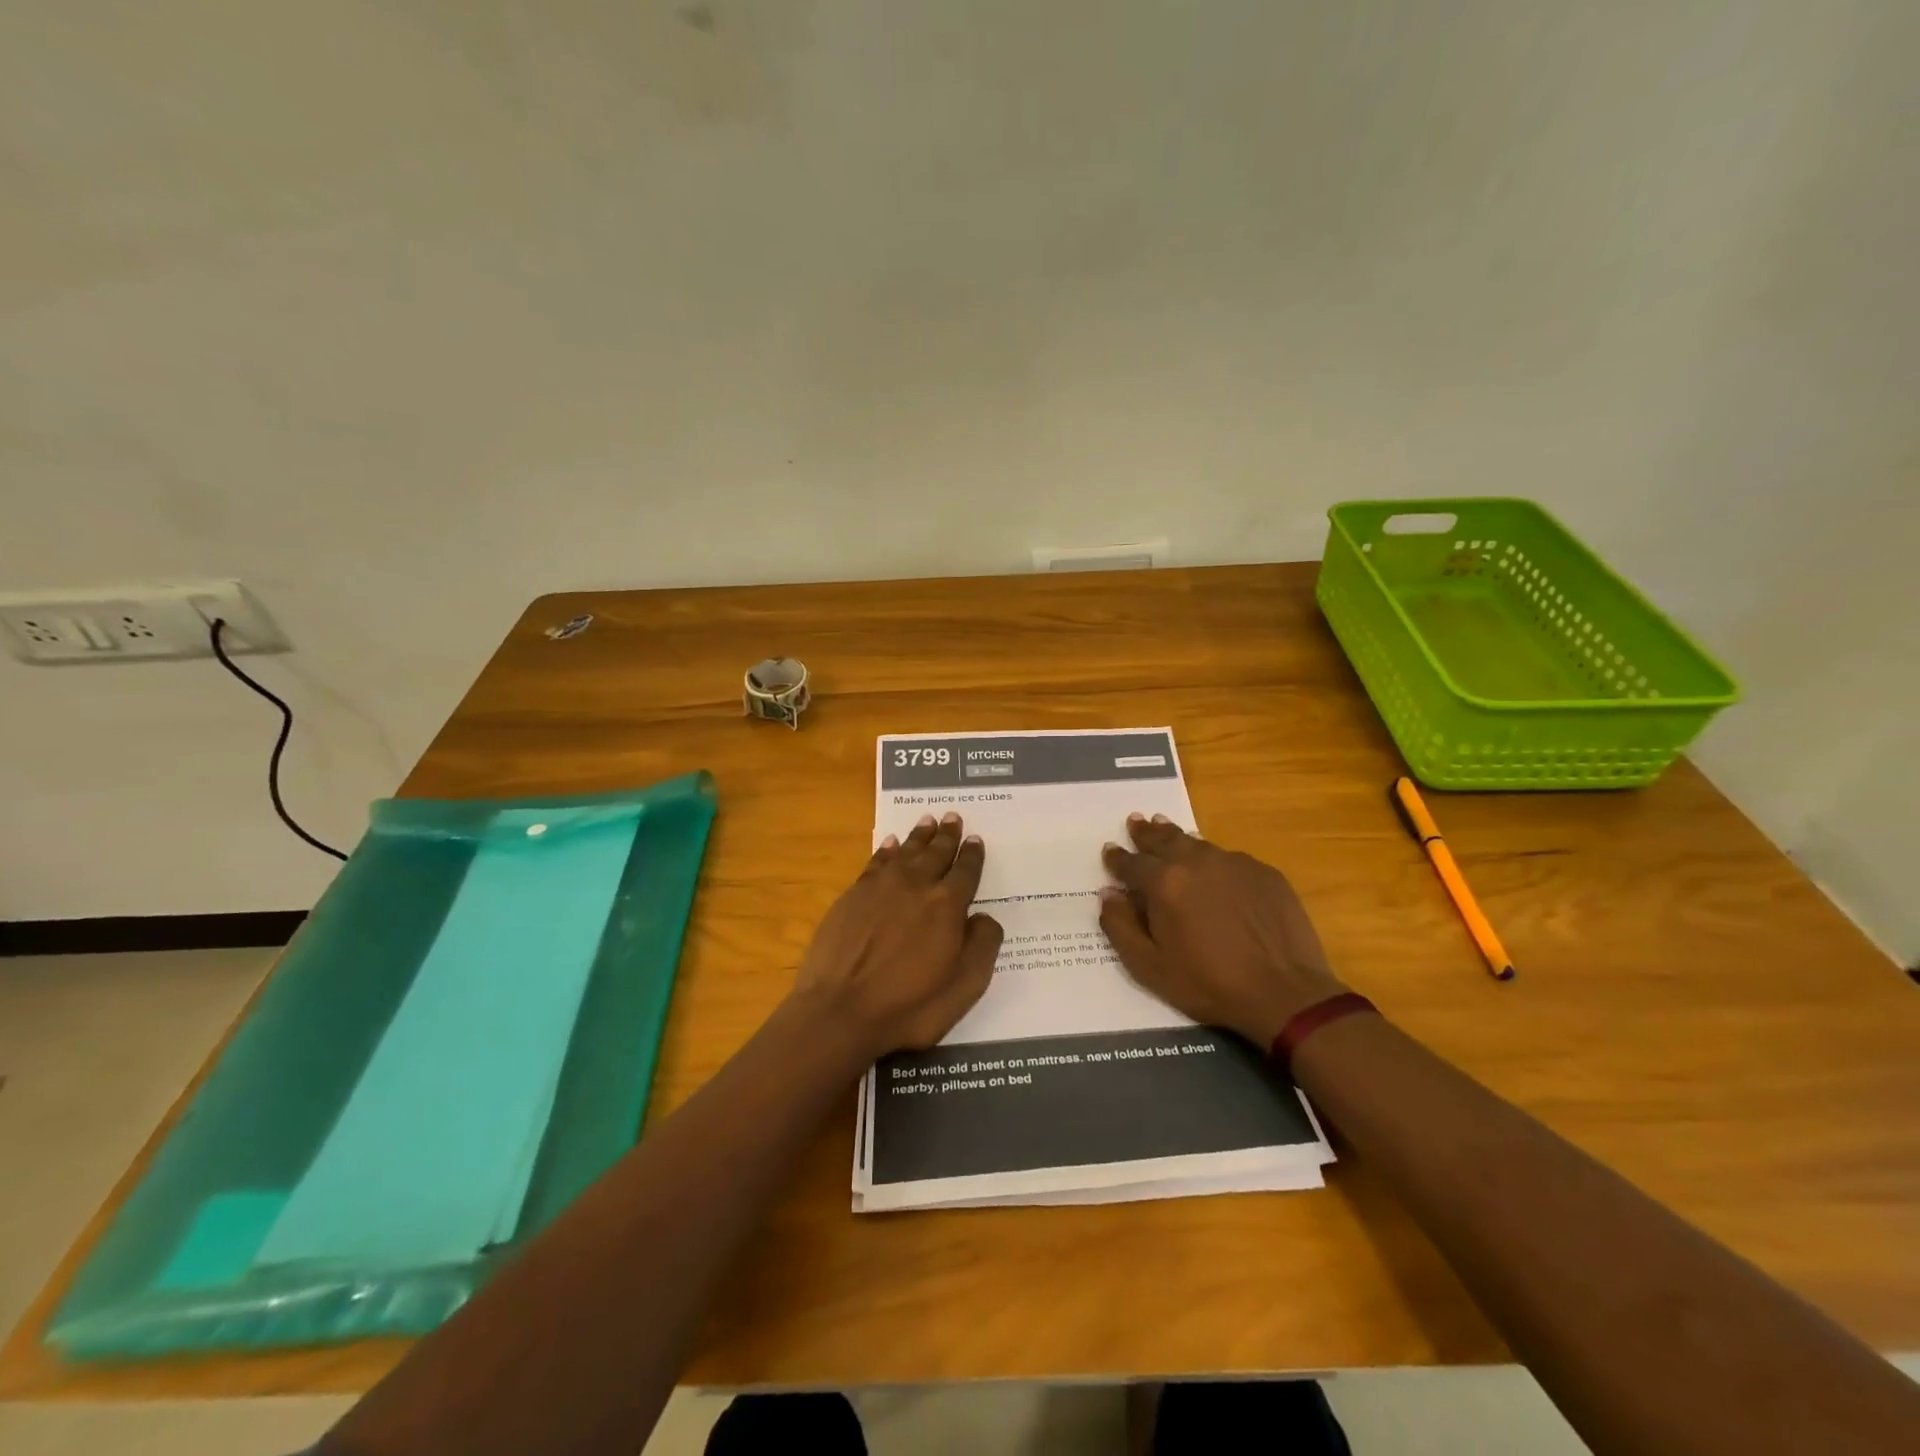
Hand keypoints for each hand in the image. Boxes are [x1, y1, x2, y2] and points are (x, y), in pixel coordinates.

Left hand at [792, 812, 1003, 1059]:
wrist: (840, 1010)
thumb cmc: (909, 1006)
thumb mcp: (964, 987)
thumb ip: (983, 946)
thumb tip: (984, 917)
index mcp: (948, 905)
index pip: (965, 872)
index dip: (972, 855)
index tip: (975, 839)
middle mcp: (916, 885)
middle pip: (936, 853)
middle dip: (947, 836)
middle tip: (953, 817)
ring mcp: (881, 887)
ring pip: (906, 851)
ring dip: (919, 836)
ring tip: (928, 821)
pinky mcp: (853, 895)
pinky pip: (875, 862)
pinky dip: (886, 850)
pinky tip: (890, 844)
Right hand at [1099, 814, 1346, 1046]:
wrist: (1284, 993)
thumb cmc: (1209, 984)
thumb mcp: (1149, 967)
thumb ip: (1120, 927)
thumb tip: (1108, 894)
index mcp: (1164, 883)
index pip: (1131, 863)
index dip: (1116, 858)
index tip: (1109, 850)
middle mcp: (1196, 862)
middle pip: (1164, 839)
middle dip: (1146, 832)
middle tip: (1136, 821)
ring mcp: (1234, 864)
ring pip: (1197, 843)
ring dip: (1177, 836)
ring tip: (1165, 828)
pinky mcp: (1264, 873)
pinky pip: (1229, 858)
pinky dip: (1213, 858)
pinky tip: (1213, 867)